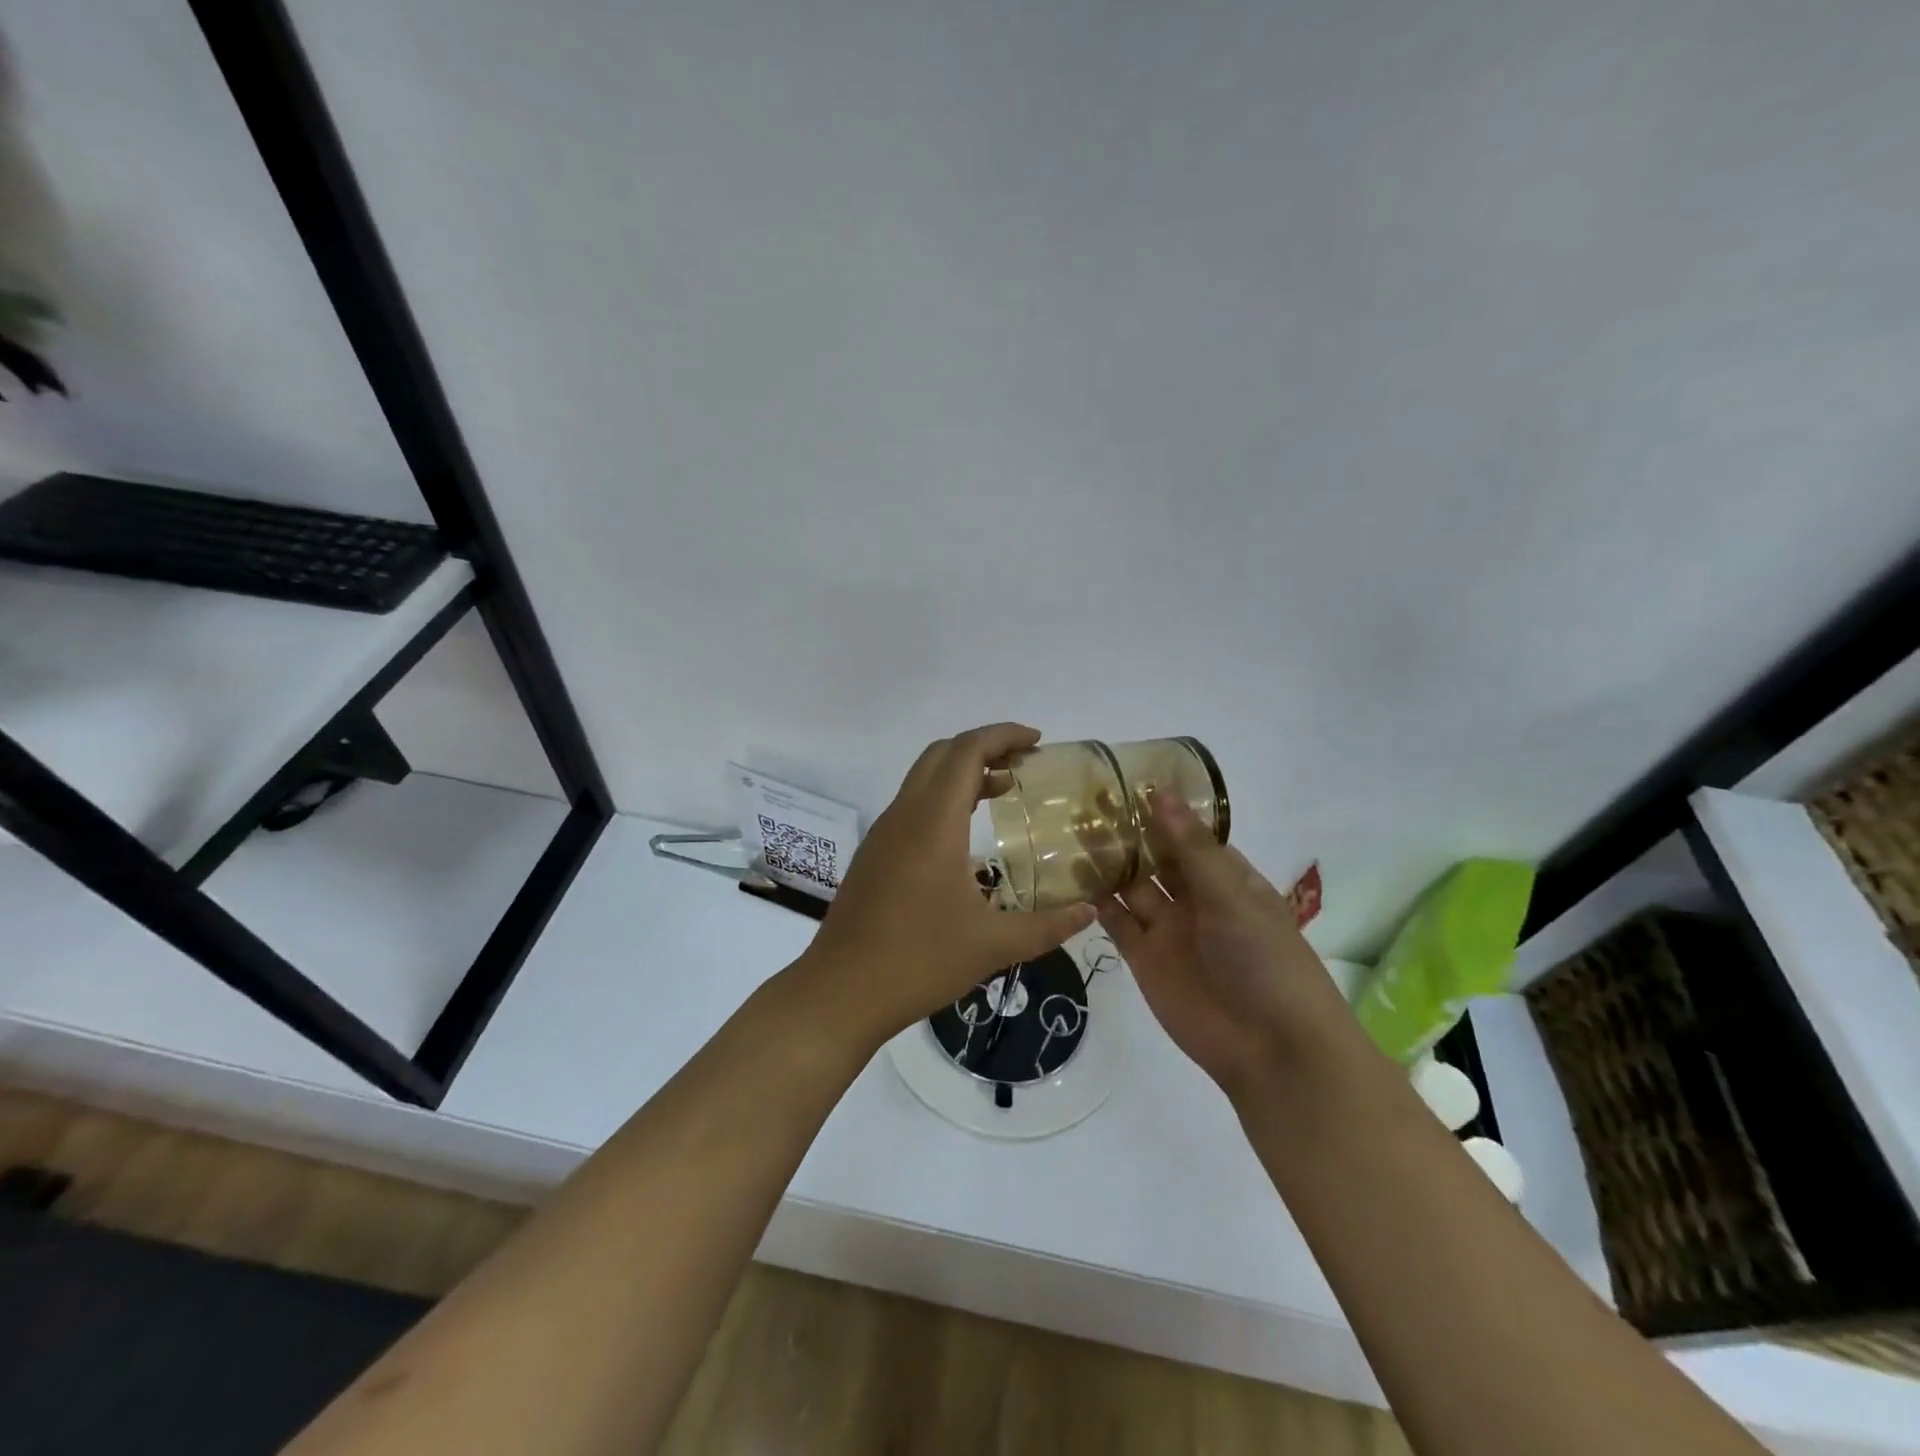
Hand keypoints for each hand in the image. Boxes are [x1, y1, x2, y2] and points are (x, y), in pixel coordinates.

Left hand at [798, 724, 1094, 1048]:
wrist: (840, 991)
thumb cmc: (919, 962)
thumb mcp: (993, 946)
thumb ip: (1047, 926)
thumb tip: (1089, 912)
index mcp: (933, 824)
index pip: (966, 751)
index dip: (1002, 735)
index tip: (1037, 742)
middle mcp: (904, 816)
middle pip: (942, 754)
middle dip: (984, 747)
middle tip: (1024, 765)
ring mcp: (884, 833)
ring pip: (923, 777)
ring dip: (962, 772)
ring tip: (1003, 791)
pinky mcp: (874, 853)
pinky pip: (912, 804)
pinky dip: (943, 797)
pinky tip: (966, 833)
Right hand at [1096, 796, 1351, 1102]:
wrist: (1270, 1048)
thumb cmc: (1265, 960)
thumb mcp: (1231, 896)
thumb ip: (1190, 848)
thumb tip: (1161, 792)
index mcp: (1226, 879)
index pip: (1188, 835)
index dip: (1160, 810)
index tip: (1123, 781)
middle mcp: (1195, 899)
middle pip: (1155, 858)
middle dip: (1126, 833)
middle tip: (1085, 801)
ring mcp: (1168, 930)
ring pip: (1131, 887)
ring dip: (1106, 863)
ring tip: (1070, 830)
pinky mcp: (1144, 959)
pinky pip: (1116, 923)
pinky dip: (1096, 902)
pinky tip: (1071, 877)